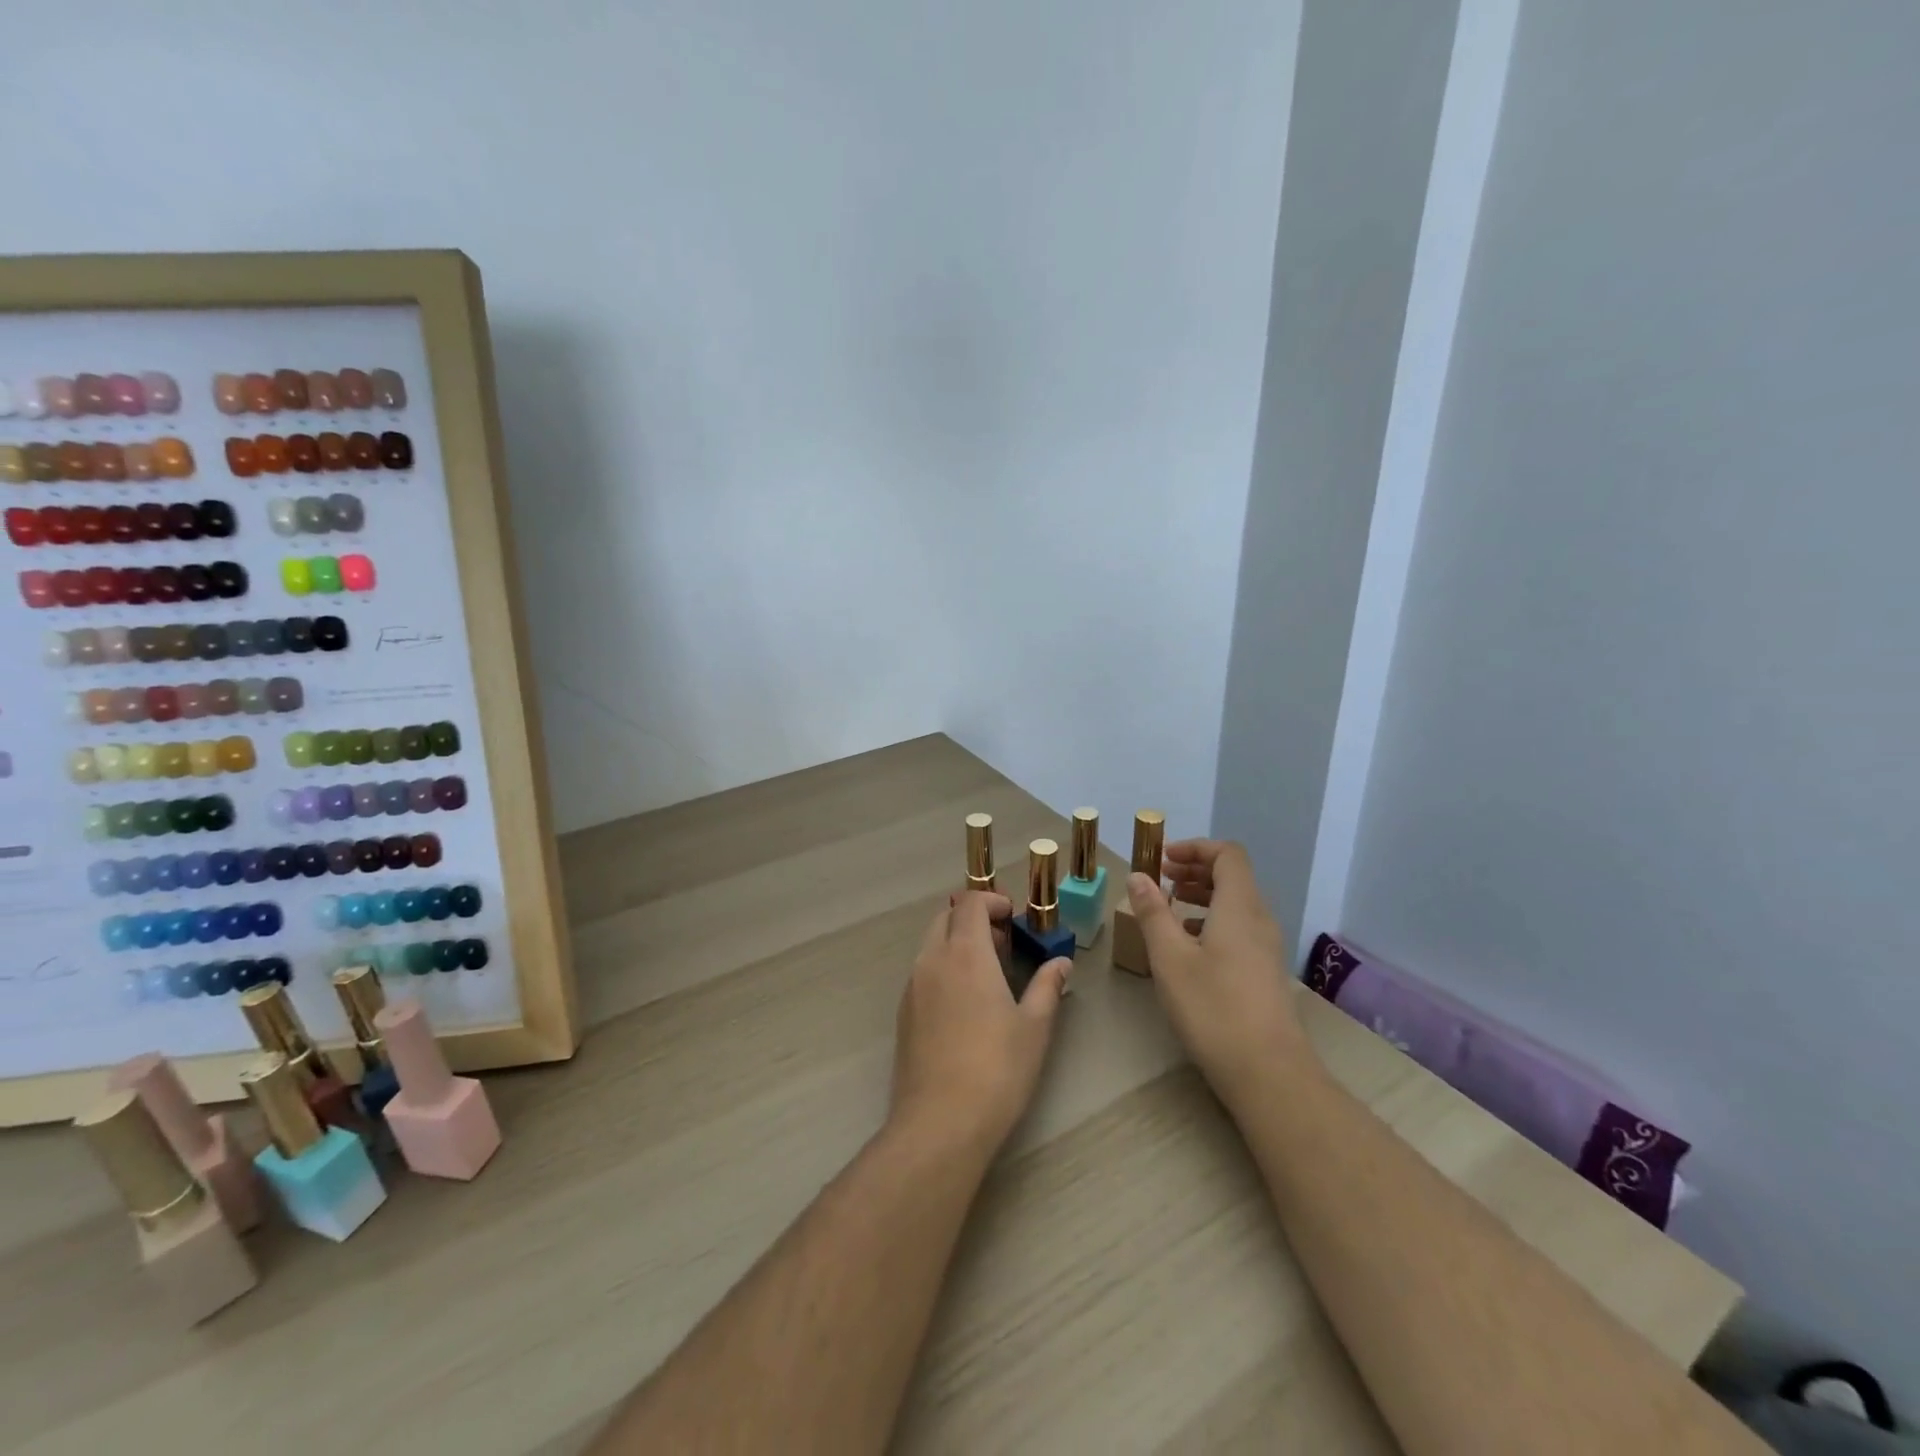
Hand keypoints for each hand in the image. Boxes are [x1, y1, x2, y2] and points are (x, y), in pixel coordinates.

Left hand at [891, 892, 1070, 1157]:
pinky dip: (943, 968)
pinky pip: (923, 972)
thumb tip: (1061, 962)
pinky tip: (965, 1004)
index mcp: (965, 954)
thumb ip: (1047, 987)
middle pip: (946, 917)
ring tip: (988, 975)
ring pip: (931, 944)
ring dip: (957, 943)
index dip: (992, 901)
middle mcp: (932, 960)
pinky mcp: (903, 1013)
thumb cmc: (997, 1070)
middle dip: (973, 919)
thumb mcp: (1034, 1027)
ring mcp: (912, 987)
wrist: (940, 1123)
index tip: (1013, 917)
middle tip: (1003, 945)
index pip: (970, 903)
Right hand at [1127, 840, 1310, 1112]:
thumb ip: (1153, 912)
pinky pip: (1239, 927)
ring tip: (1169, 908)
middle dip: (1195, 869)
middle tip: (1161, 879)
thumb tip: (1139, 876)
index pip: (1227, 854)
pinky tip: (1188, 944)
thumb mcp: (1170, 957)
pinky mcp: (1265, 971)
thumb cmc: (1213, 1007)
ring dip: (1203, 895)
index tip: (1163, 859)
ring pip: (1236, 903)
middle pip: (1233, 876)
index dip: (1195, 848)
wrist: (1268, 1071)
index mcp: (1239, 906)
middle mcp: (1259, 918)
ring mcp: (1266, 946)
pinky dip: (1212, 920)